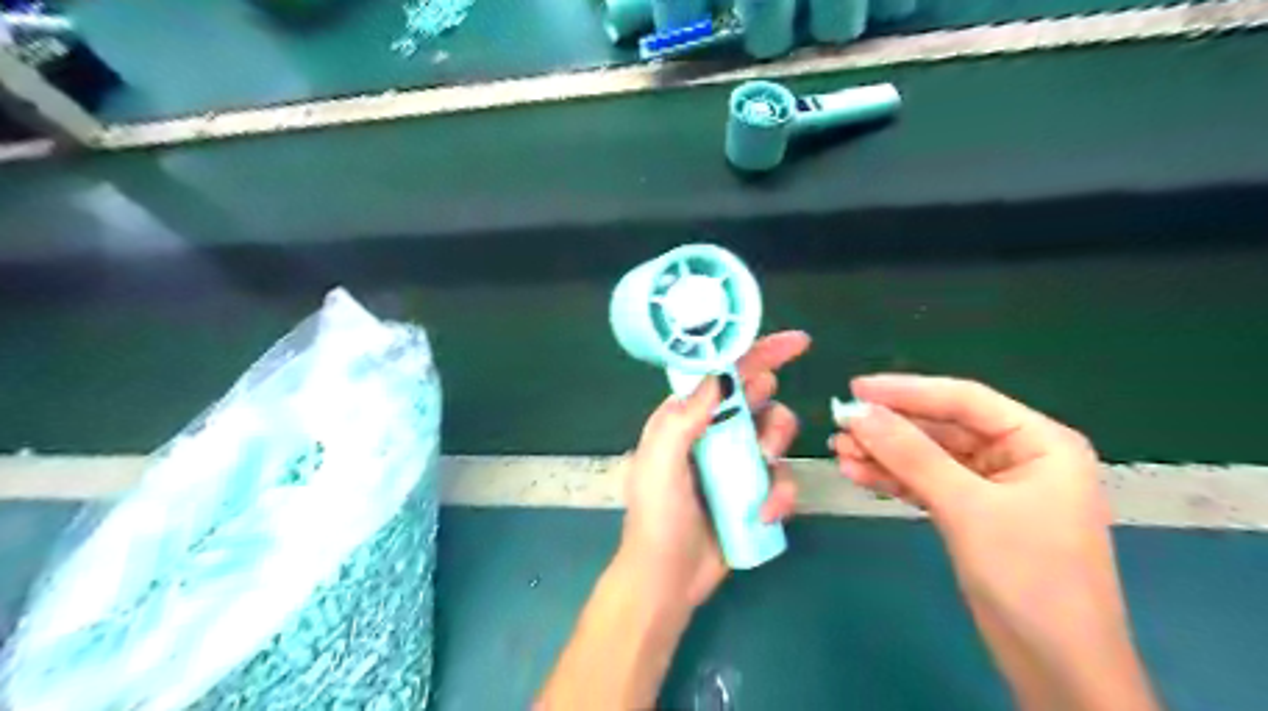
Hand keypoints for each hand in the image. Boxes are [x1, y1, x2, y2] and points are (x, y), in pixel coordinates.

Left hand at [618, 331, 811, 607]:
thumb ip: (684, 418)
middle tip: (759, 438)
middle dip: (768, 411)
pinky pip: (783, 478)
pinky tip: (763, 513)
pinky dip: (780, 494)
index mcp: (685, 417)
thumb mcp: (659, 463)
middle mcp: (714, 432)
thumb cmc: (657, 517)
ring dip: (776, 450)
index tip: (797, 343)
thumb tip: (720, 376)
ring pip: (777, 435)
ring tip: (759, 472)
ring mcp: (737, 462)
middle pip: (759, 399)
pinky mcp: (755, 491)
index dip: (758, 353)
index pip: (723, 373)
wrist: (668, 579)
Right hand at [834, 374, 1155, 709]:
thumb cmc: (1030, 579)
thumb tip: (858, 412)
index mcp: (1039, 441)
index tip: (856, 388)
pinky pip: (927, 484)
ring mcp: (993, 486)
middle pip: (941, 428)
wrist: (1057, 669)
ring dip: (884, 455)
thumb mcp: (967, 509)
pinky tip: (858, 475)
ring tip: (839, 453)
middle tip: (840, 426)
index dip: (907, 391)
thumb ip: (911, 455)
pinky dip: (893, 480)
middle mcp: (1017, 455)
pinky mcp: (973, 513)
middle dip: (889, 429)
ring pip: (928, 457)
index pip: (963, 400)